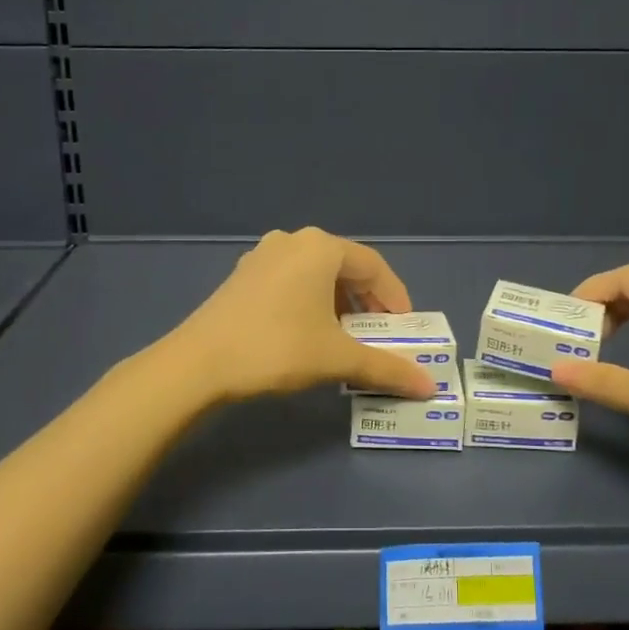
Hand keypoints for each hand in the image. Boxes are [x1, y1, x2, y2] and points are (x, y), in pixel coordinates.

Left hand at [169, 228, 436, 403]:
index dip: (395, 298)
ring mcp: (263, 256)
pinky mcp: (242, 276)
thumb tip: (429, 388)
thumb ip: (386, 367)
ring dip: (339, 303)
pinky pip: (291, 281)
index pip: (374, 267)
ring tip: (346, 337)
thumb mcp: (337, 358)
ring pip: (316, 275)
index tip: (405, 329)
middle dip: (367, 302)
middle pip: (345, 268)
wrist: (198, 363)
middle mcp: (293, 241)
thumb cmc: (277, 348)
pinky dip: (311, 302)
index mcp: (321, 247)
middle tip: (379, 335)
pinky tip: (308, 332)